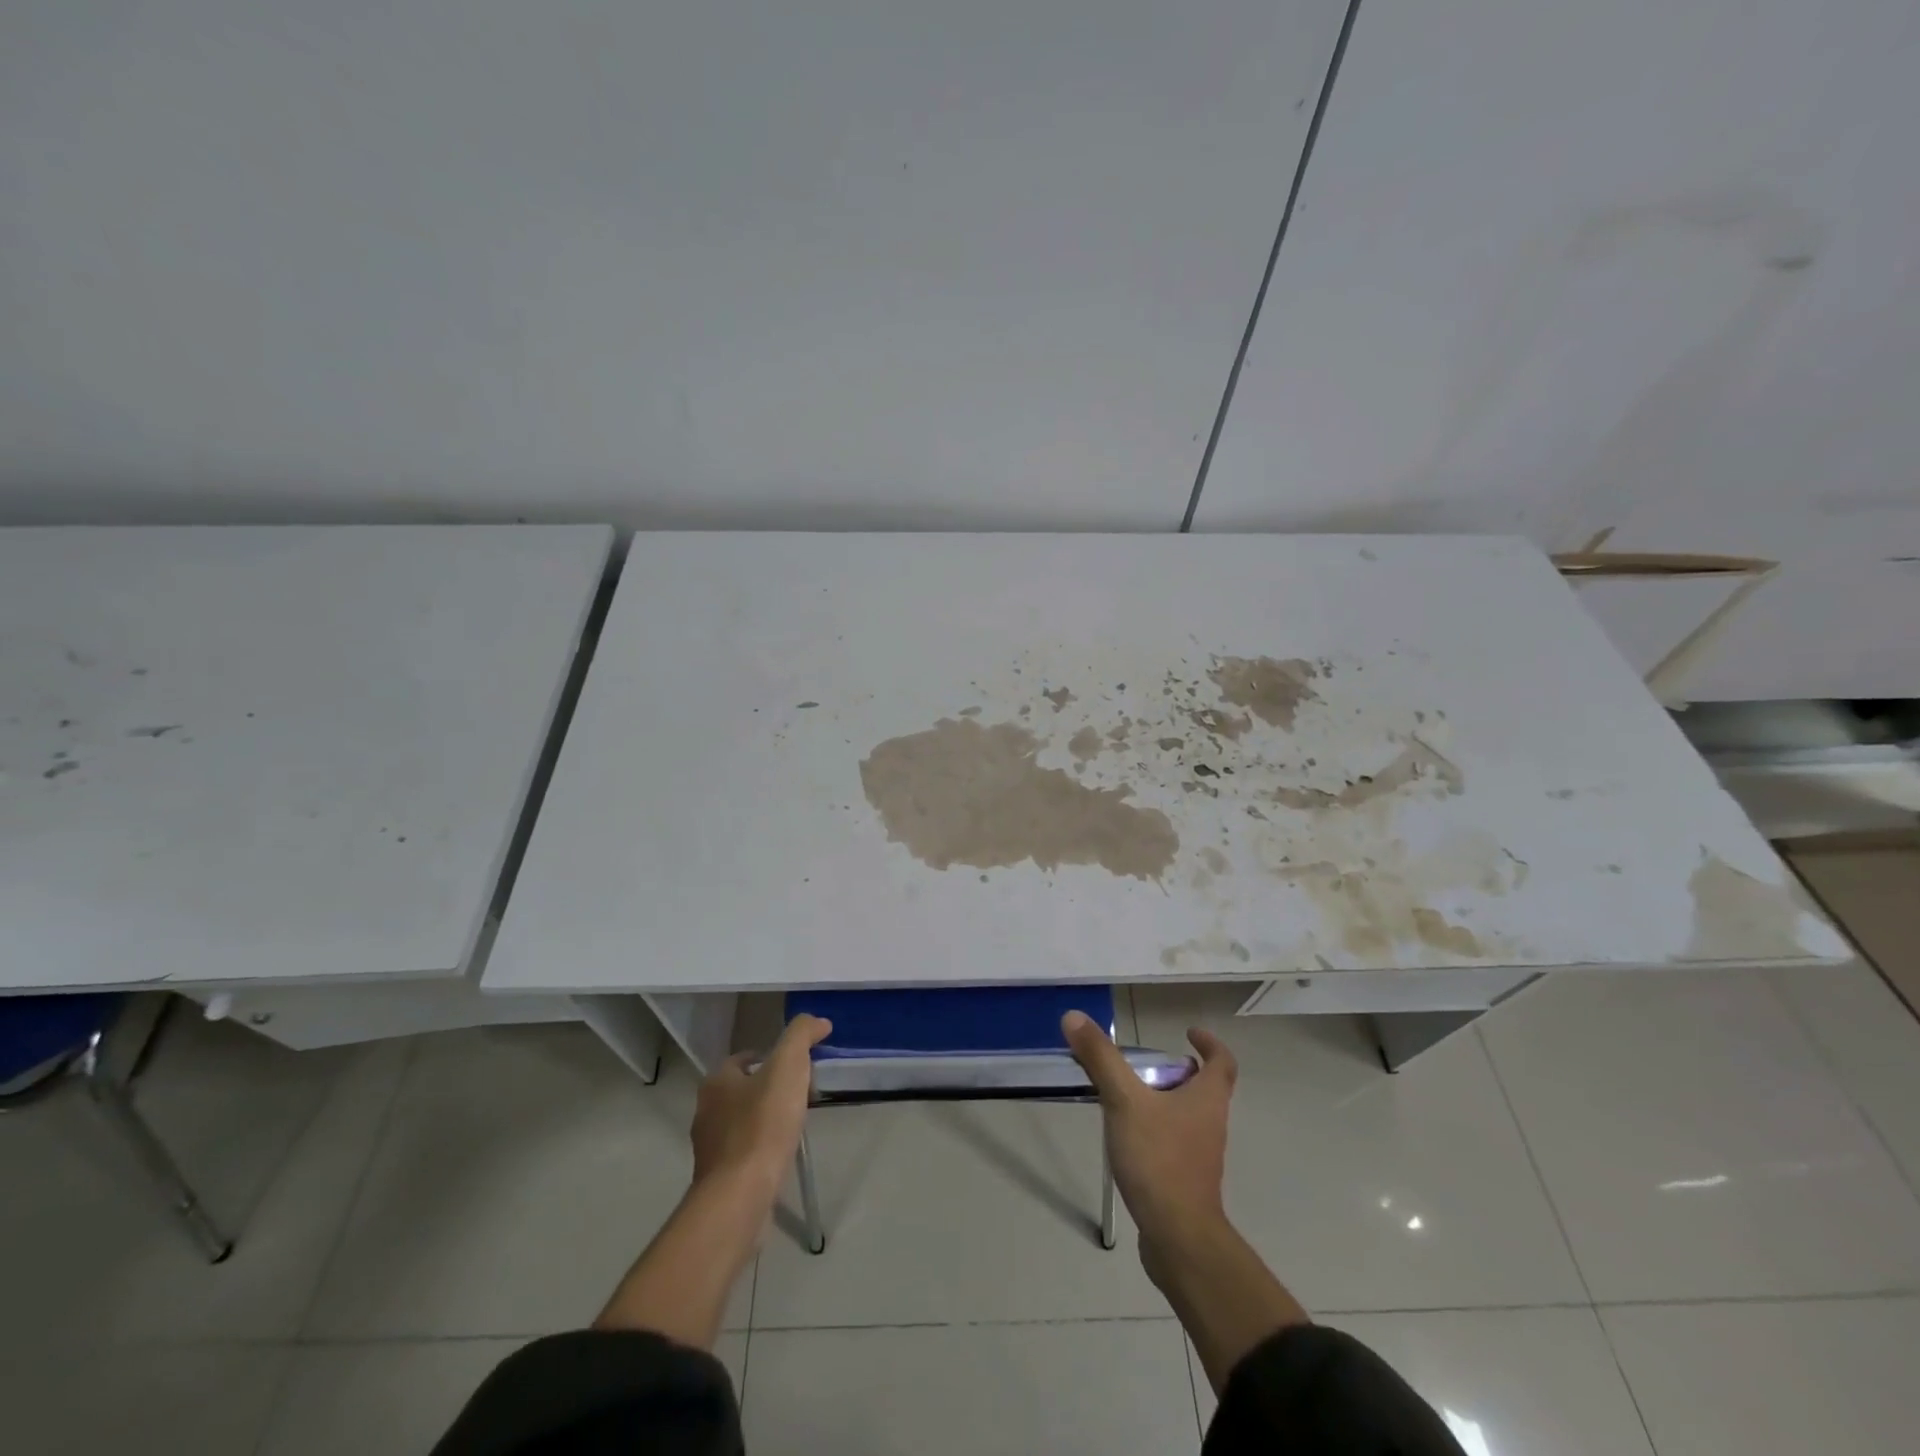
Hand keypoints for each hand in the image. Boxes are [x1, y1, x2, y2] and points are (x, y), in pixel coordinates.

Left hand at [690, 1014, 831, 1194]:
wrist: (741, 1194)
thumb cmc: (763, 1124)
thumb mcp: (788, 1066)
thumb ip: (801, 1035)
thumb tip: (818, 1021)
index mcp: (716, 1082)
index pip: (743, 1059)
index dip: (770, 1057)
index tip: (796, 1065)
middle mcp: (706, 1111)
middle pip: (741, 1089)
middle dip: (768, 1088)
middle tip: (799, 1092)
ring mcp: (709, 1148)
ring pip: (741, 1121)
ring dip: (764, 1119)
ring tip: (794, 1123)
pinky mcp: (718, 1178)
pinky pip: (743, 1152)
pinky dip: (761, 1148)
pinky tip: (781, 1153)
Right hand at [1062, 1010, 1236, 1266]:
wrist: (1179, 1239)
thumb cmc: (1159, 1160)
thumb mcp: (1124, 1102)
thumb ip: (1101, 1059)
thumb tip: (1074, 1016)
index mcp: (1207, 1099)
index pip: (1222, 1062)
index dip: (1210, 1043)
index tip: (1189, 1033)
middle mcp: (1211, 1124)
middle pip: (1203, 1088)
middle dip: (1176, 1072)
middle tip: (1144, 1064)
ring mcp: (1200, 1156)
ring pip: (1186, 1117)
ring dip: (1163, 1101)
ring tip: (1125, 1097)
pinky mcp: (1186, 1182)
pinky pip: (1173, 1144)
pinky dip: (1155, 1132)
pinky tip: (1126, 1138)